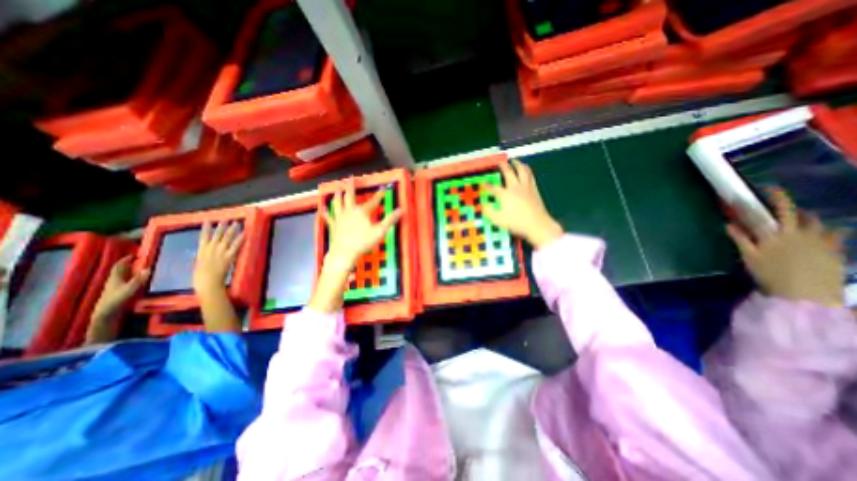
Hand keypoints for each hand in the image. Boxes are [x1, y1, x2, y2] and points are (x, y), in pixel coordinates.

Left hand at [94, 257, 148, 321]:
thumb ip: (139, 279)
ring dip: (130, 271)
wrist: (106, 313)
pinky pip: (125, 281)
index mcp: (115, 278)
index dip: (125, 259)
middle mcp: (115, 280)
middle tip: (139, 260)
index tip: (134, 255)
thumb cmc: (117, 299)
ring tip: (141, 268)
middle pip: (120, 270)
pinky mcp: (119, 292)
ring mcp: (116, 286)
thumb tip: (148, 268)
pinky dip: (132, 278)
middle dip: (128, 264)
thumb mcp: (130, 289)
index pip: (119, 266)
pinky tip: (138, 280)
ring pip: (123, 276)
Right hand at [194, 222, 243, 296]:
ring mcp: (220, 252)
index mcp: (201, 251)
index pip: (203, 236)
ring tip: (237, 223)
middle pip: (217, 234)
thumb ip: (203, 257)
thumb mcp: (199, 264)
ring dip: (232, 229)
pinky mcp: (228, 256)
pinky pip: (236, 245)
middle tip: (227, 219)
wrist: (207, 283)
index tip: (207, 220)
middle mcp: (210, 249)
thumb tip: (206, 254)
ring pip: (226, 237)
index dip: (206, 228)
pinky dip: (240, 239)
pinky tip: (244, 233)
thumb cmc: (201, 277)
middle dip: (222, 226)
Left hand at [321, 180, 401, 268]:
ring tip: (337, 190)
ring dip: (338, 196)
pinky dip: (326, 212)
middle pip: (350, 196)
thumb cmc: (363, 242)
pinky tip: (322, 209)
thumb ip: (390, 220)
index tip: (384, 188)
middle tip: (350, 178)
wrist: (344, 253)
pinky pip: (329, 217)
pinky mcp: (333, 225)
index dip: (379, 195)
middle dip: (351, 186)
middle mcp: (350, 211)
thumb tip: (401, 210)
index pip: (373, 201)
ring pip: (338, 203)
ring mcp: (340, 217)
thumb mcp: (380, 231)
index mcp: (362, 211)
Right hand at [485, 160, 567, 249]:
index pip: (493, 188)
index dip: (487, 186)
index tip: (483, 184)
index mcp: (505, 194)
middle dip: (503, 167)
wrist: (537, 224)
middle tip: (500, 163)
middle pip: (509, 173)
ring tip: (515, 161)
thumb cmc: (516, 222)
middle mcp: (515, 187)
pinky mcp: (534, 190)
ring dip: (518, 165)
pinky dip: (527, 170)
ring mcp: (526, 187)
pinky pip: (531, 176)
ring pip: (522, 171)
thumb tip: (483, 205)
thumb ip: (489, 211)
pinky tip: (526, 170)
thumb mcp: (498, 220)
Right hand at [726, 189, 845, 308]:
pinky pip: (834, 235)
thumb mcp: (750, 257)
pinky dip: (826, 231)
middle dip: (787, 203)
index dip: (773, 198)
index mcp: (779, 233)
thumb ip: (741, 239)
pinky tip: (821, 233)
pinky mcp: (834, 250)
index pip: (777, 210)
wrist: (806, 294)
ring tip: (798, 219)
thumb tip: (728, 224)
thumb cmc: (771, 274)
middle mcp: (802, 233)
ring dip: (807, 218)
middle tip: (779, 200)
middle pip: (797, 213)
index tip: (766, 189)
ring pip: (817, 222)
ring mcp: (821, 241)